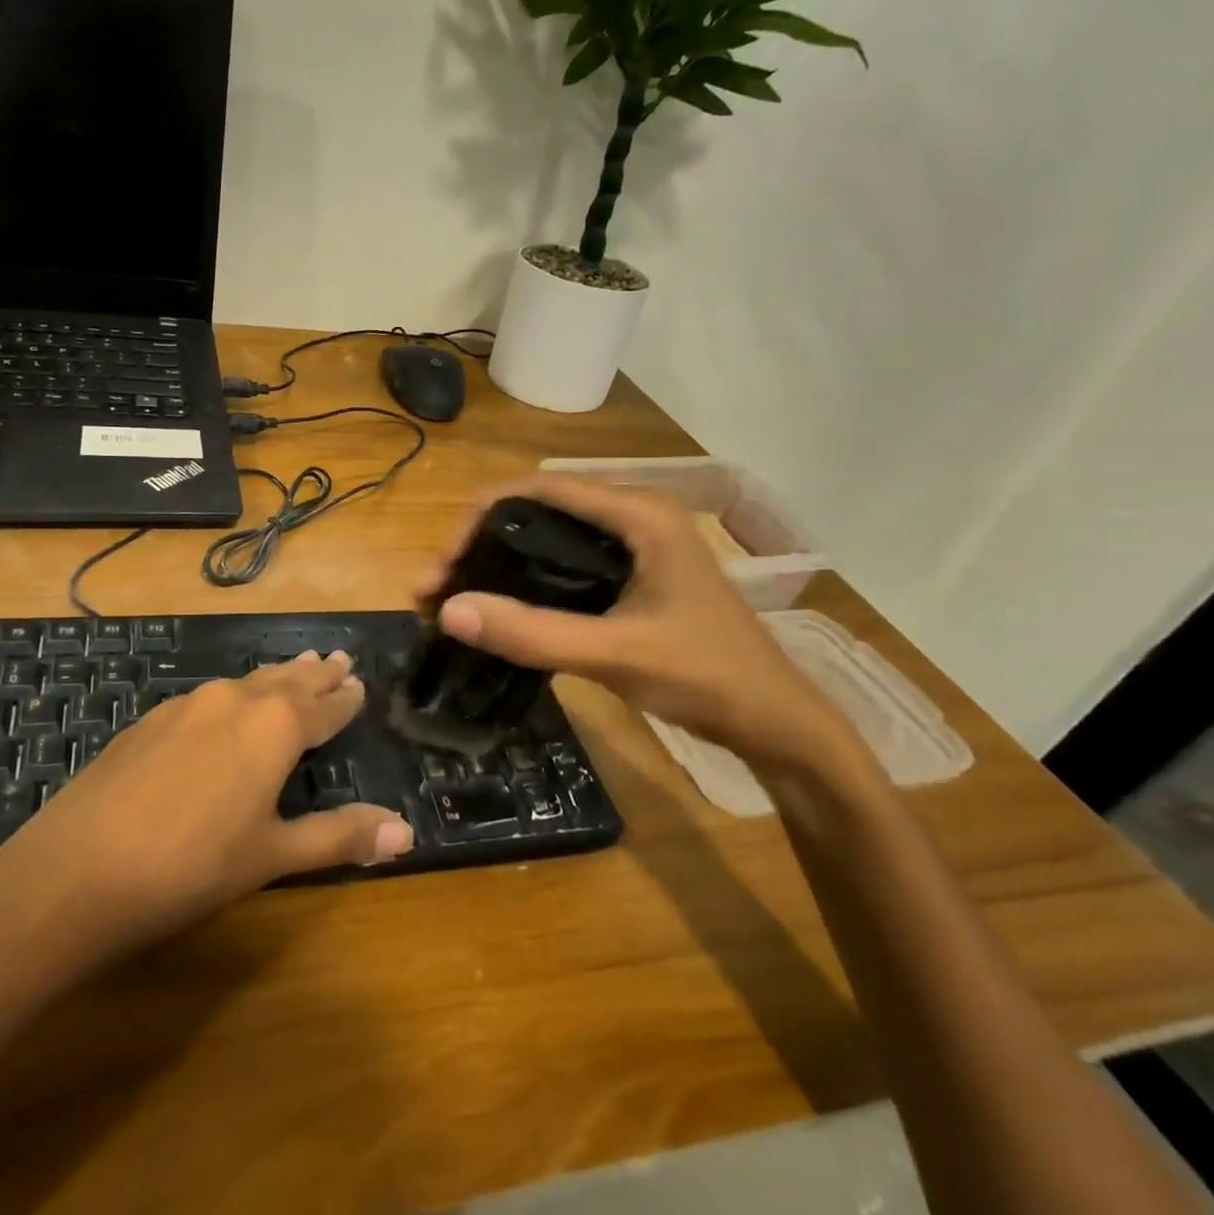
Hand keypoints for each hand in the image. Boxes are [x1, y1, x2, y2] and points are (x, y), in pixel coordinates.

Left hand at [0, 651, 413, 962]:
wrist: (75, 871)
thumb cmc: (191, 867)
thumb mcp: (272, 855)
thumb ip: (340, 836)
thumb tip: (407, 831)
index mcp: (275, 726)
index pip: (324, 705)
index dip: (345, 697)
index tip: (360, 681)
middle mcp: (235, 700)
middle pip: (287, 680)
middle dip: (315, 673)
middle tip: (338, 657)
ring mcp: (187, 705)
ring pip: (247, 682)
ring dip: (277, 676)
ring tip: (297, 666)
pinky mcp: (150, 720)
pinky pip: (209, 696)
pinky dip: (235, 693)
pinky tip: (227, 704)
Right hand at [420, 475, 853, 775]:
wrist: (778, 725)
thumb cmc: (709, 678)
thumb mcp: (616, 654)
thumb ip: (533, 633)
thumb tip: (448, 611)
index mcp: (639, 513)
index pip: (538, 489)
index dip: (478, 519)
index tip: (441, 566)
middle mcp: (634, 516)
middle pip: (536, 510)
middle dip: (477, 543)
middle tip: (435, 590)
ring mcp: (635, 546)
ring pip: (546, 538)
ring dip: (496, 564)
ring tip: (452, 600)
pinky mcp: (632, 576)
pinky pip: (564, 564)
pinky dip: (523, 582)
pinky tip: (498, 610)